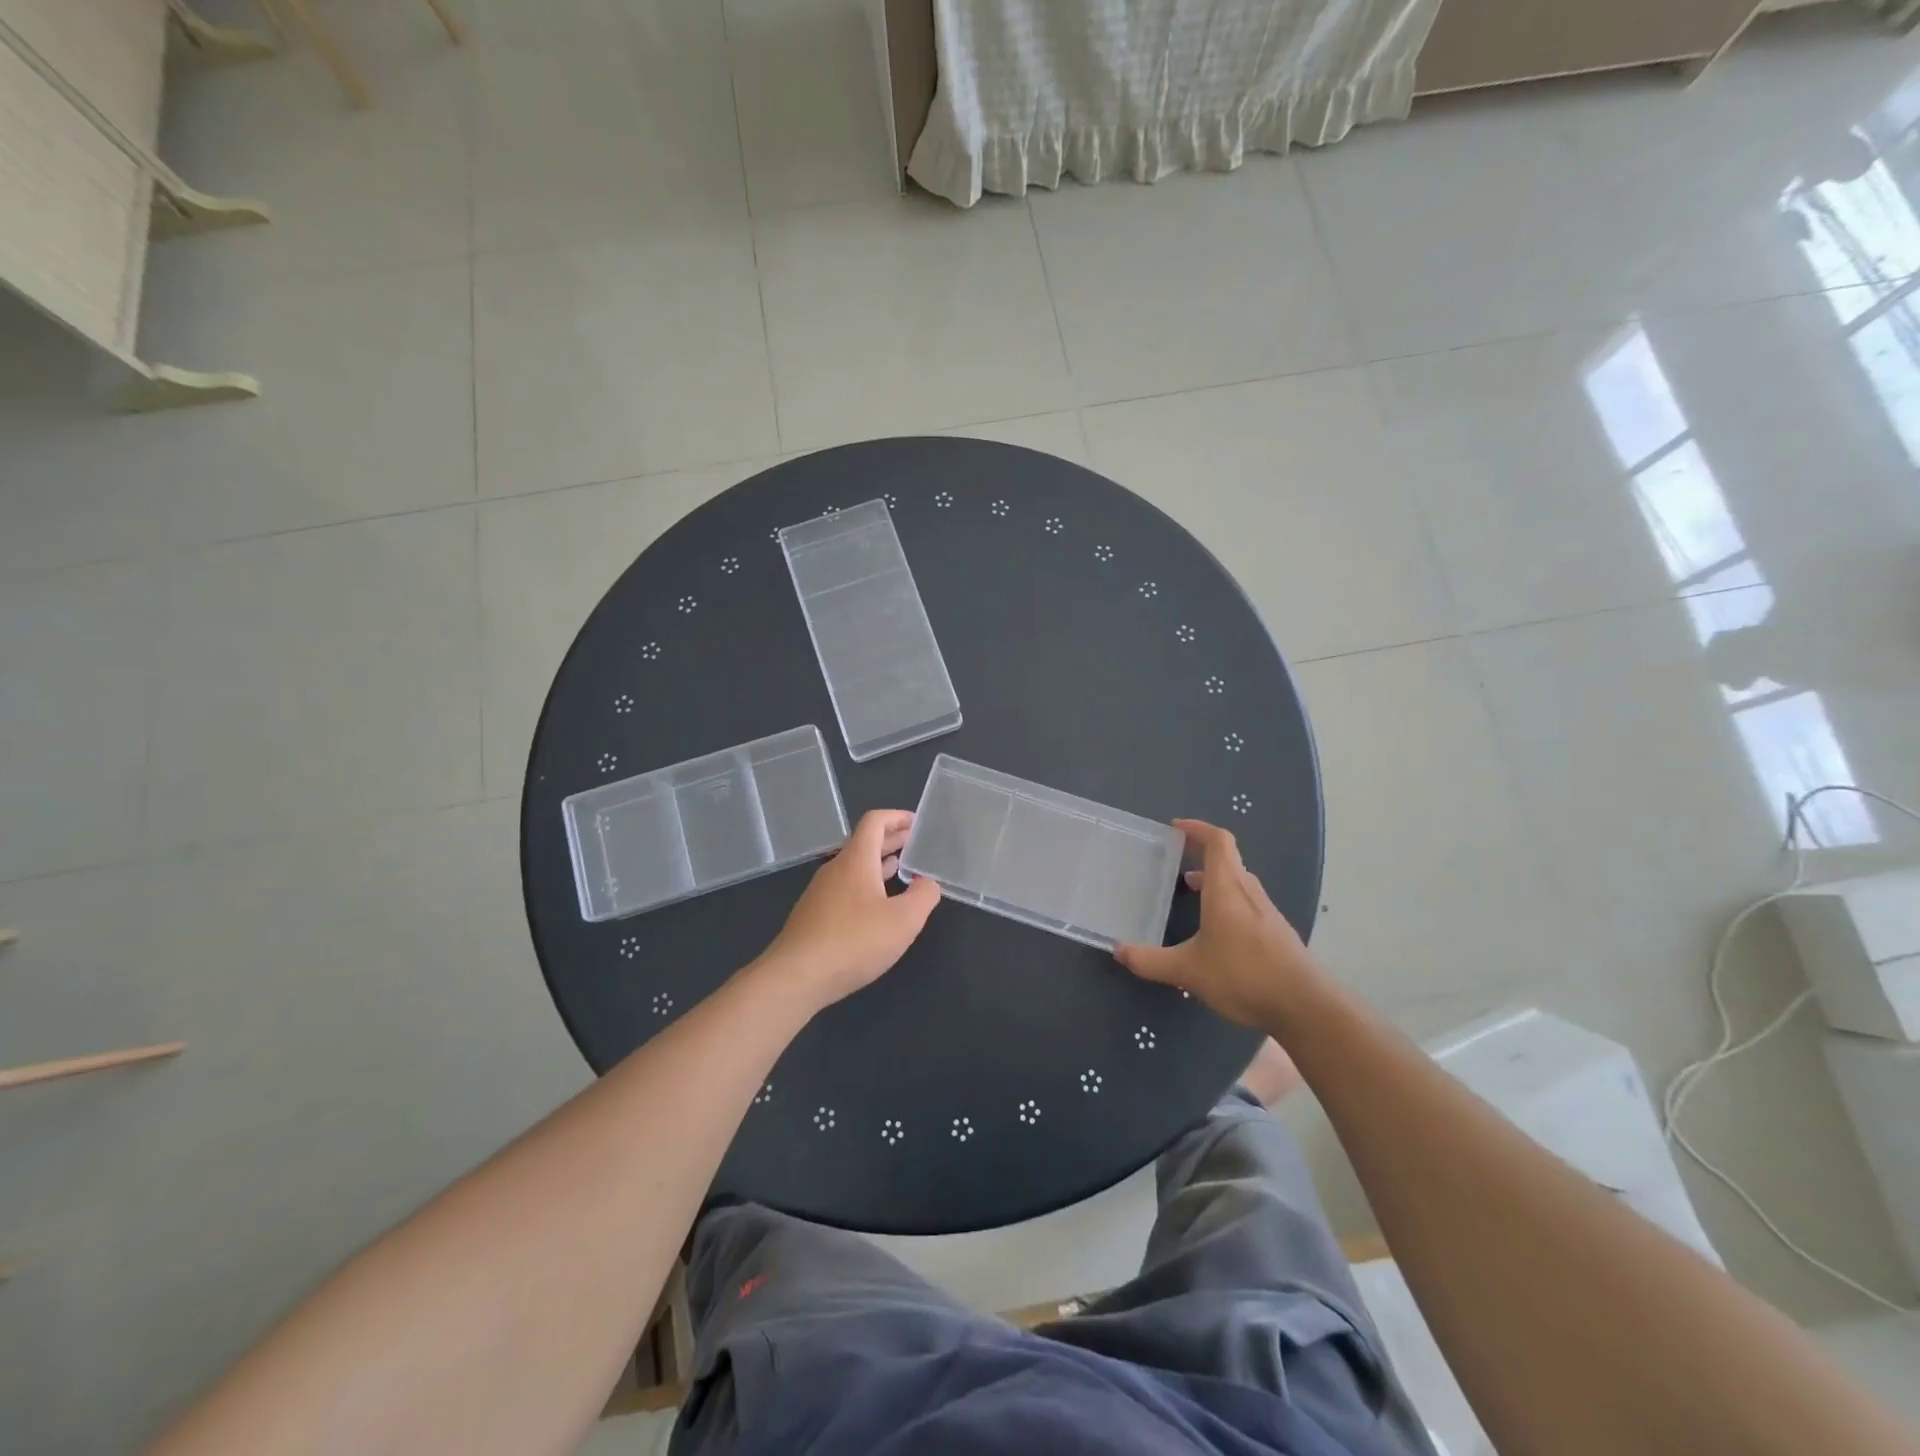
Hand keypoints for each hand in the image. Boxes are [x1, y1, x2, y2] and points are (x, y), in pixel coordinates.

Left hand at [759, 809, 940, 1009]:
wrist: (797, 976)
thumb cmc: (854, 941)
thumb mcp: (903, 920)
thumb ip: (923, 896)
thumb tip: (928, 883)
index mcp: (856, 859)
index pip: (875, 821)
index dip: (897, 817)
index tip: (917, 822)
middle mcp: (836, 868)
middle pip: (864, 842)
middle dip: (891, 839)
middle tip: (916, 844)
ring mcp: (821, 892)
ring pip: (854, 866)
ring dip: (879, 863)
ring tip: (902, 869)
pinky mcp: (814, 914)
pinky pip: (845, 887)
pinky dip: (866, 884)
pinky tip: (877, 906)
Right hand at [1113, 819, 1317, 1028]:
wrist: (1304, 1006)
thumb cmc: (1243, 975)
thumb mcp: (1187, 971)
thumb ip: (1150, 961)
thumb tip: (1118, 951)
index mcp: (1227, 889)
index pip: (1218, 842)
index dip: (1198, 829)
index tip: (1176, 828)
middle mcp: (1248, 892)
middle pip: (1229, 859)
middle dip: (1202, 854)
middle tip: (1176, 861)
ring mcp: (1267, 912)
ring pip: (1239, 882)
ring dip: (1216, 879)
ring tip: (1192, 891)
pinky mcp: (1277, 933)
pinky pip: (1248, 903)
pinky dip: (1228, 900)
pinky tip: (1217, 929)